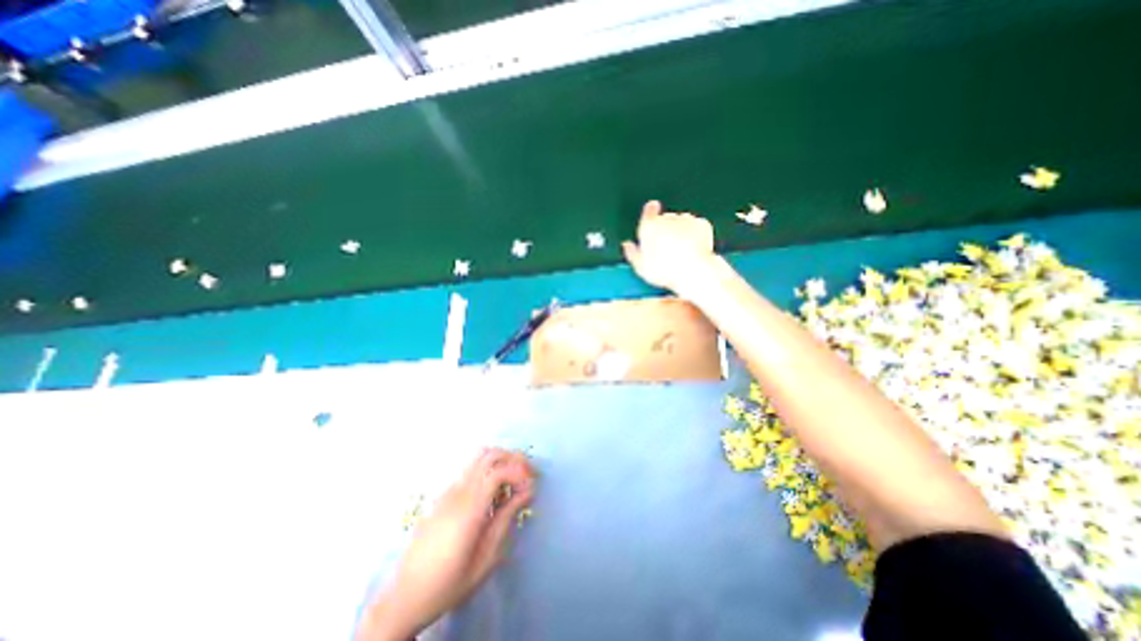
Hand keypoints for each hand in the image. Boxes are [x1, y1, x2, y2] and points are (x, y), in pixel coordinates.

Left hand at [355, 449, 535, 640]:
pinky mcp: (444, 494)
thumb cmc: (449, 583)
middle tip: (528, 474)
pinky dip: (489, 468)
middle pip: (489, 455)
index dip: (520, 471)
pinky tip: (495, 490)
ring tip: (515, 478)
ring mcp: (448, 490)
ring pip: (478, 457)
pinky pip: (470, 469)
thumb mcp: (486, 558)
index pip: (498, 471)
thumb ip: (507, 518)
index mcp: (469, 509)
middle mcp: (457, 492)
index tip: (533, 485)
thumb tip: (527, 491)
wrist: (406, 596)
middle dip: (513, 458)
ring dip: (501, 460)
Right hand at [623, 197, 710, 295]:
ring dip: (680, 232)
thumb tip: (627, 245)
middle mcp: (667, 218)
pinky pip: (696, 227)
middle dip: (665, 230)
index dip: (650, 213)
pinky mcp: (702, 224)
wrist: (693, 270)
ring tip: (680, 252)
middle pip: (665, 219)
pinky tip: (692, 249)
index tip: (652, 214)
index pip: (648, 211)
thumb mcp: (641, 267)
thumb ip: (632, 253)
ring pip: (681, 222)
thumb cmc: (665, 270)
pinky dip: (695, 235)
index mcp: (649, 226)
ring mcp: (686, 219)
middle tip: (666, 249)